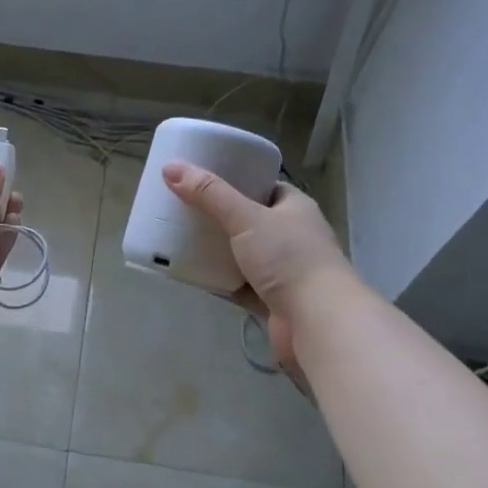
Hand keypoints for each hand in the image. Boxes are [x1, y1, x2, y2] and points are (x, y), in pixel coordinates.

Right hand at [162, 161, 351, 381]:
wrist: (317, 320)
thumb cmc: (288, 258)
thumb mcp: (246, 218)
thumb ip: (209, 194)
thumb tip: (170, 168)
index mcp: (294, 208)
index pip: (264, 187)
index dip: (236, 181)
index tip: (204, 180)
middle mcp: (292, 236)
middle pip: (250, 220)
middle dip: (220, 217)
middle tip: (185, 209)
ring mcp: (283, 270)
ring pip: (243, 254)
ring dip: (218, 250)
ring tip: (183, 239)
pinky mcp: (272, 299)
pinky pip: (238, 284)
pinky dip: (219, 280)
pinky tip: (193, 274)